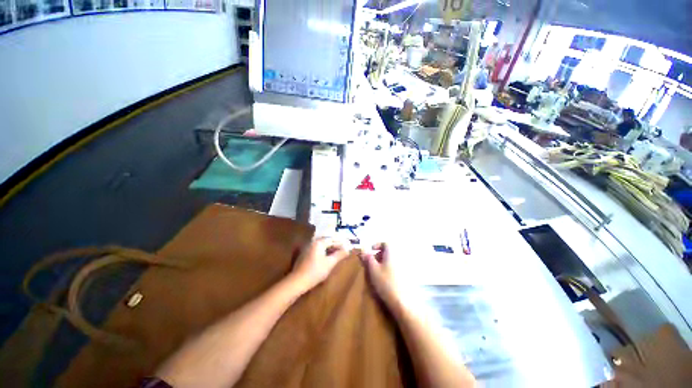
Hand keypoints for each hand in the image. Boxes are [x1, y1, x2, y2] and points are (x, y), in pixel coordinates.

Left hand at [291, 238, 348, 290]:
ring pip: (322, 245)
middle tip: (344, 249)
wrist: (298, 281)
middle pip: (327, 241)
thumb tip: (348, 250)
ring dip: (330, 248)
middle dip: (336, 244)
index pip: (332, 239)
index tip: (348, 247)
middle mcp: (313, 242)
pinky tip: (328, 257)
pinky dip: (324, 251)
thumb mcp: (330, 263)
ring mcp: (308, 248)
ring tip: (338, 253)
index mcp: (319, 242)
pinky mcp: (306, 254)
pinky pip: (318, 249)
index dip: (341, 243)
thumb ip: (339, 255)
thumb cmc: (316, 271)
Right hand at [359, 243, 411, 311]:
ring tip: (378, 271)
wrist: (404, 302)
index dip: (378, 245)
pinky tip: (386, 279)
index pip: (386, 243)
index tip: (371, 250)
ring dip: (385, 262)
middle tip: (372, 262)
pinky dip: (391, 268)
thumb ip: (368, 258)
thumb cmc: (386, 282)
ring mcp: (406, 266)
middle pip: (390, 251)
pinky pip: (398, 267)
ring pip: (393, 259)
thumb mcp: (373, 269)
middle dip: (380, 254)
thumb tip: (363, 249)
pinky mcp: (408, 276)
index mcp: (392, 252)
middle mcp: (400, 256)